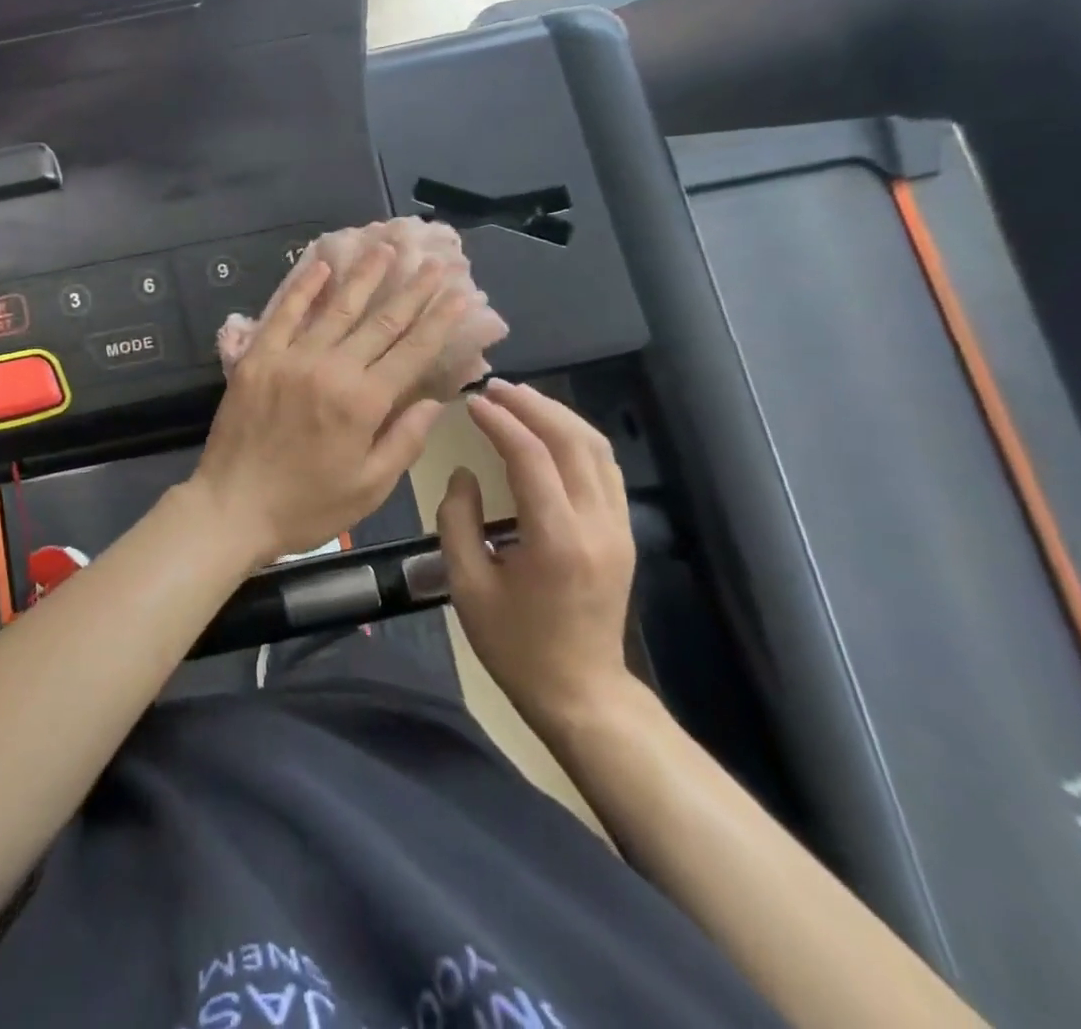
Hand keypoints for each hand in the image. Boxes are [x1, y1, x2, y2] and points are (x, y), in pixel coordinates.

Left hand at [191, 244, 468, 569]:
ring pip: (336, 309)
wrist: (233, 507)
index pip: (411, 352)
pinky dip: (303, 288)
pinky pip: (283, 315)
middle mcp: (331, 369)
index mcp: (363, 402)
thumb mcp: (369, 487)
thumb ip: (405, 440)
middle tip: (433, 262)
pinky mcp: (257, 358)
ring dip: (363, 276)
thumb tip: (436, 401)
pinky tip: (320, 265)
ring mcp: (290, 358)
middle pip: (379, 322)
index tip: (458, 294)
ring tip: (384, 248)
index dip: (438, 321)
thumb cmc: (307, 506)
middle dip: (411, 290)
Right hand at [438, 380, 638, 734]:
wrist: (581, 692)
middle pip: (573, 441)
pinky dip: (576, 437)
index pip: (532, 458)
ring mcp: (618, 528)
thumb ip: (458, 520)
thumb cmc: (514, 645)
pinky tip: (549, 430)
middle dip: (532, 406)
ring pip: (597, 448)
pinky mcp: (622, 532)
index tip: (472, 401)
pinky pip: (605, 468)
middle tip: (493, 388)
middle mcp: (597, 526)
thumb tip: (464, 473)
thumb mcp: (467, 585)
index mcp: (556, 541)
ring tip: (518, 399)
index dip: (501, 422)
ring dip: (557, 415)